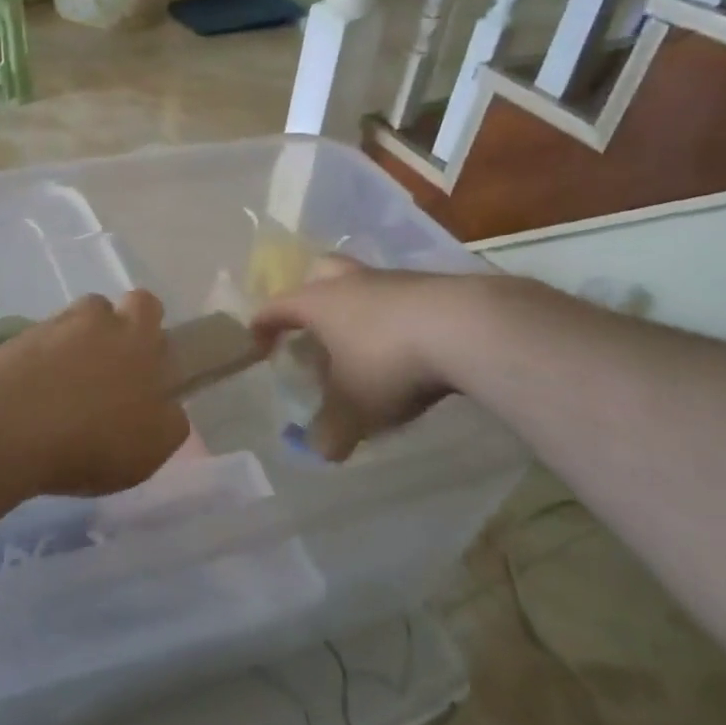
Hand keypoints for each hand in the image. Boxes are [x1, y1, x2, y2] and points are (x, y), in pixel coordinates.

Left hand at [0, 291, 190, 494]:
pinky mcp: (10, 345)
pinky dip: (38, 369)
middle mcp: (93, 321)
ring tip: (64, 393)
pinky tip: (35, 404)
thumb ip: (169, 422)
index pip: (149, 306)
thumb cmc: (92, 440)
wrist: (2, 433)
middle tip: (104, 378)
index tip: (144, 364)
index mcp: (136, 337)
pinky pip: (34, 349)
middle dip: (108, 333)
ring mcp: (47, 329)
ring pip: (67, 327)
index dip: (148, 327)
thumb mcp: (152, 448)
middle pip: (104, 309)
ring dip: (71, 349)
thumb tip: (167, 408)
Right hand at [250, 256, 463, 460]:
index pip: (276, 307)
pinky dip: (397, 319)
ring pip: (365, 285)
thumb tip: (321, 451)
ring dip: (359, 309)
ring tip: (365, 347)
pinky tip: (409, 348)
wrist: (466, 327)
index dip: (262, 326)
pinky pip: (403, 298)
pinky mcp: (435, 286)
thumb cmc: (388, 362)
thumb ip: (331, 431)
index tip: (259, 347)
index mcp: (319, 302)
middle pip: (320, 273)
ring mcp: (395, 279)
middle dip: (311, 295)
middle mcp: (352, 282)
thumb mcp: (354, 408)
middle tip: (313, 327)